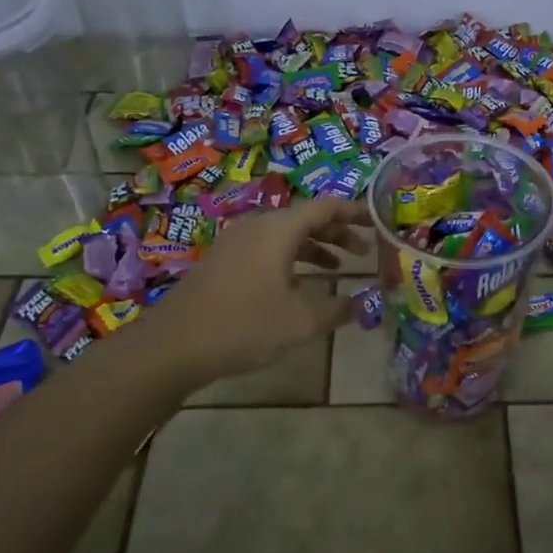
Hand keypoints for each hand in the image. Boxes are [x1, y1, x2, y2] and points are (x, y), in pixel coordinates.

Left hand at [149, 199, 371, 385]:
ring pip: (285, 235)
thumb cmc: (245, 325)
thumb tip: (362, 305)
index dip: (355, 212)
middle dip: (337, 232)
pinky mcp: (223, 262)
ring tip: (338, 269)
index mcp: (279, 229)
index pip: (326, 207)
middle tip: (364, 251)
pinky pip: (267, 249)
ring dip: (315, 248)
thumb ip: (337, 310)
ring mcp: (236, 243)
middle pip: (305, 218)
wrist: (175, 345)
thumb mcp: (301, 322)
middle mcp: (257, 227)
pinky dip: (291, 259)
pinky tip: (298, 286)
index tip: (377, 222)